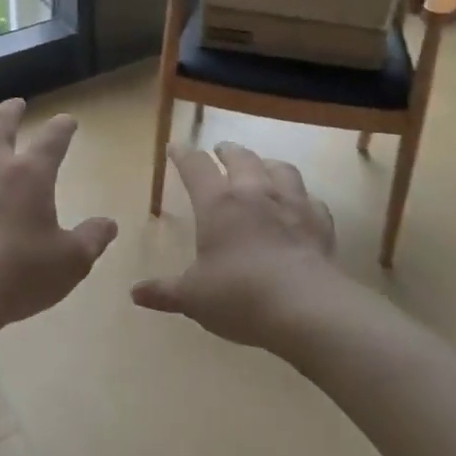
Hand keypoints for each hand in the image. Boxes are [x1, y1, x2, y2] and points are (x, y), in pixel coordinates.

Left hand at [0, 99, 118, 341]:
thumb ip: (92, 239)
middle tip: (16, 103)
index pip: (53, 139)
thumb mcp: (70, 262)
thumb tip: (109, 224)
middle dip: (11, 110)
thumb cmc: (19, 274)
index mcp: (31, 174)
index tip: (68, 122)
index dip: (63, 127)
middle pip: (0, 123)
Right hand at [131, 141, 339, 350]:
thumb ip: (164, 291)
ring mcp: (291, 205)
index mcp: (217, 204)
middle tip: (221, 150)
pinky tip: (301, 204)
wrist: (305, 308)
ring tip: (262, 166)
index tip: (175, 147)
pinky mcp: (320, 223)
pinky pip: (312, 200)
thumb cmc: (238, 296)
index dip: (183, 155)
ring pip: (281, 169)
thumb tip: (135, 294)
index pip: (196, 167)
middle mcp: (254, 194)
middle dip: (227, 151)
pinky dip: (302, 197)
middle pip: (241, 158)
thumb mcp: (193, 297)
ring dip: (267, 164)